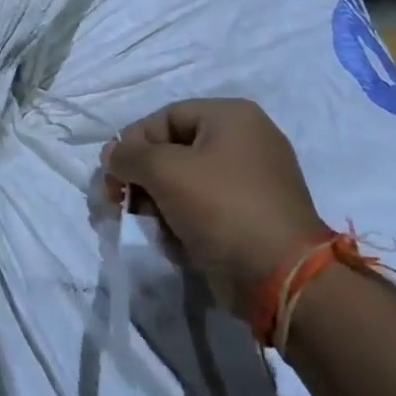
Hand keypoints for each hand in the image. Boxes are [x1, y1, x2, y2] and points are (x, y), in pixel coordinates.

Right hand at [103, 98, 326, 318]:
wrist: (284, 279)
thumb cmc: (223, 208)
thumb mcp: (166, 172)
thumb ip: (130, 156)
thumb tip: (111, 154)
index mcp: (232, 117)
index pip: (165, 117)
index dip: (132, 142)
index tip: (111, 174)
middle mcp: (245, 141)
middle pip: (174, 151)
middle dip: (145, 180)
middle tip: (120, 203)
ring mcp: (253, 182)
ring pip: (186, 184)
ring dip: (163, 206)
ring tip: (160, 230)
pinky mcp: (253, 217)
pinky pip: (206, 210)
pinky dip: (187, 225)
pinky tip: (182, 246)